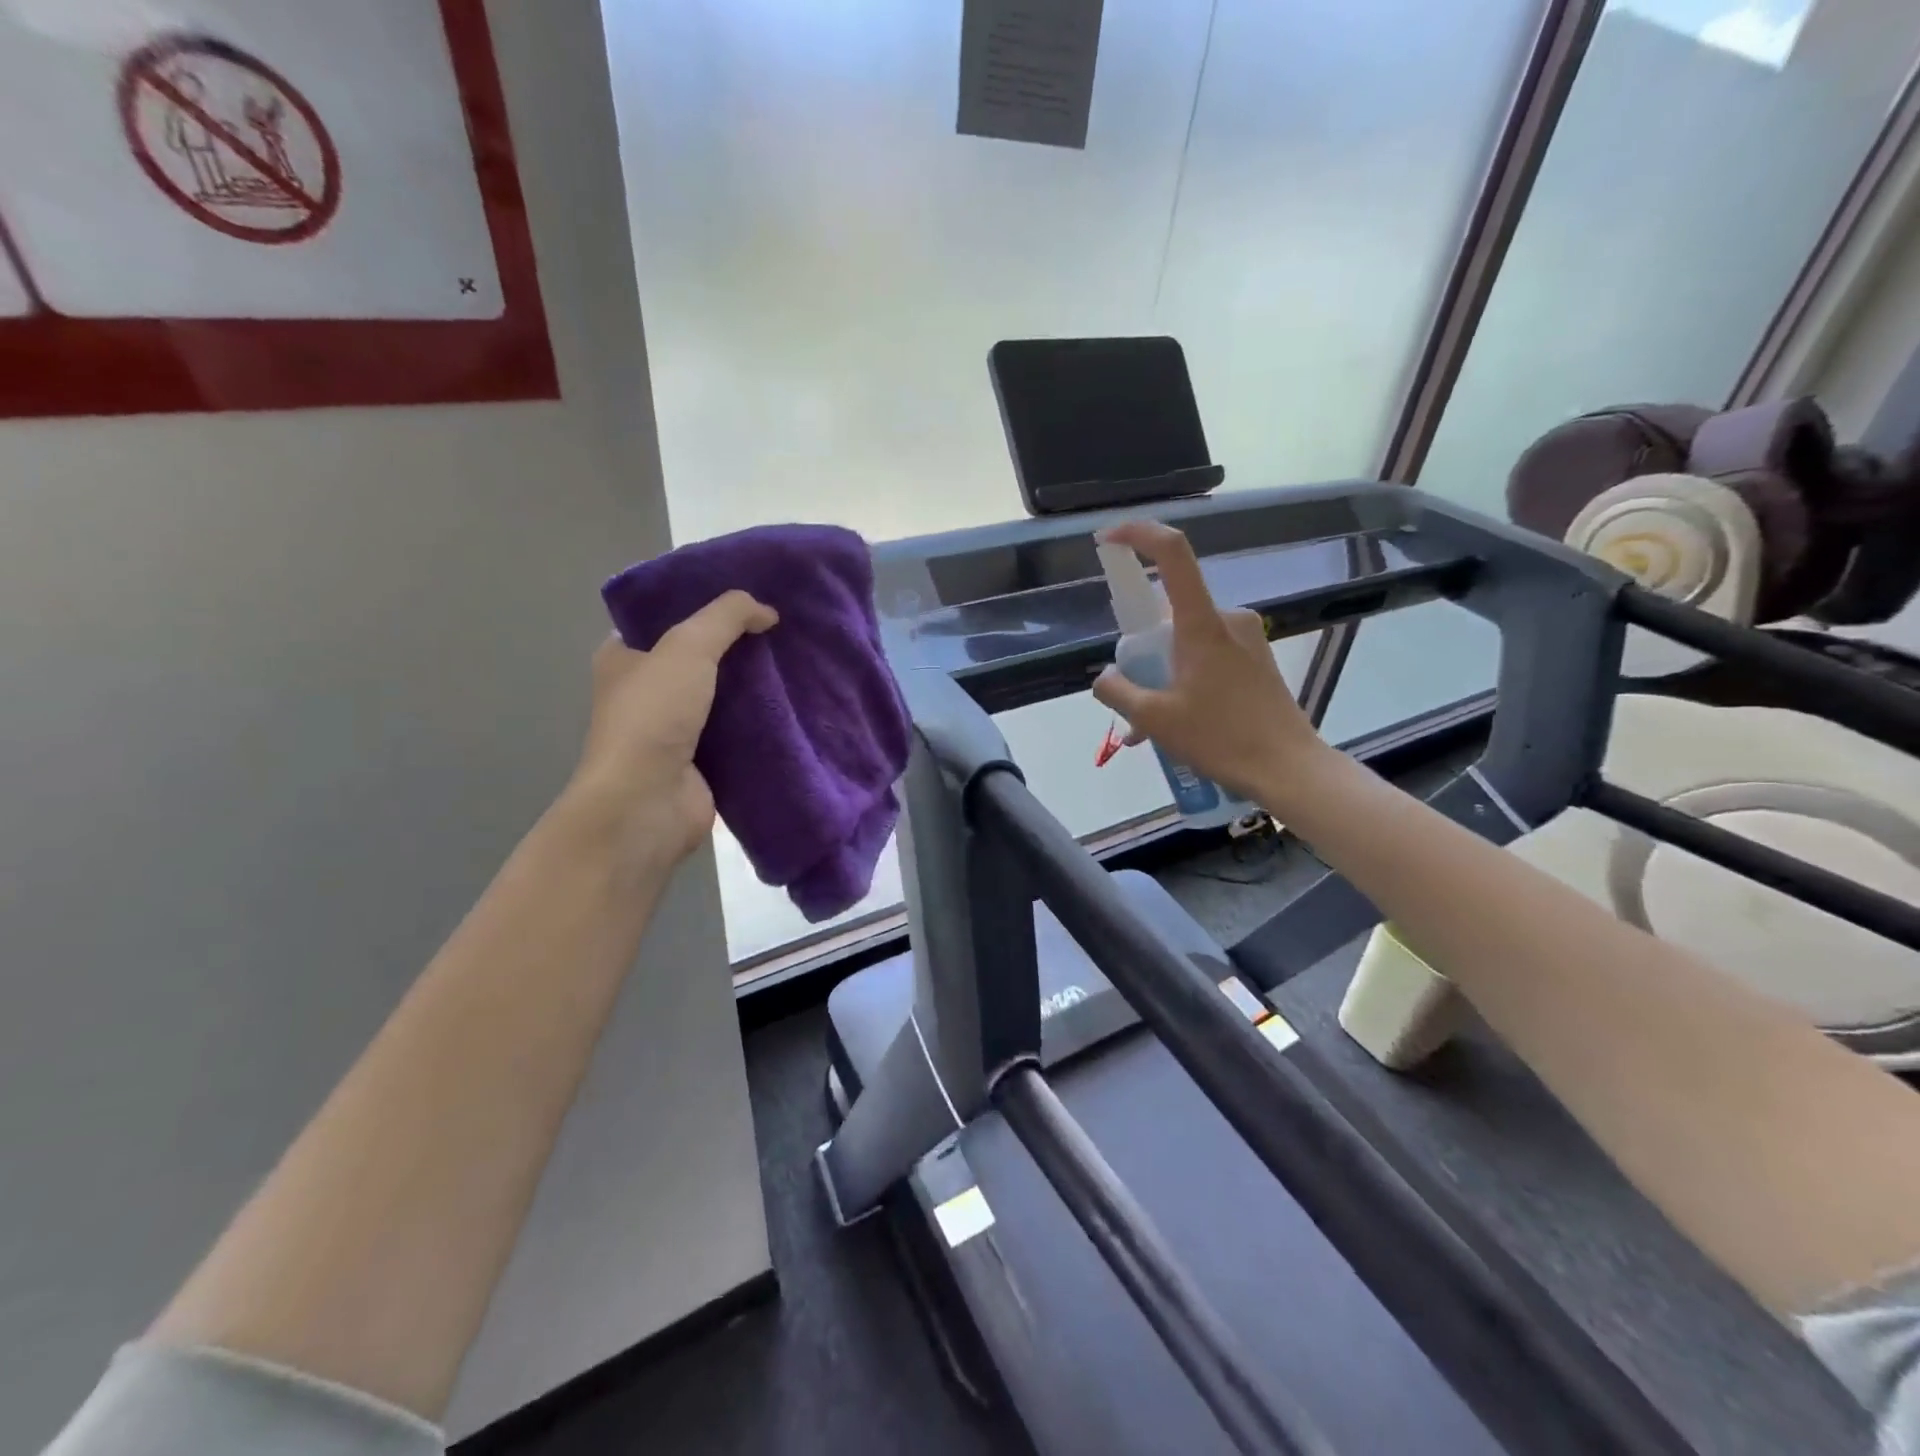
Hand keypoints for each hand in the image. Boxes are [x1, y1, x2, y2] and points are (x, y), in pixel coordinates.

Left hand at [567, 591, 778, 865]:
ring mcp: (676, 729)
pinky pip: (740, 730)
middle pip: (701, 657)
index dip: (703, 604)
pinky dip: (763, 720)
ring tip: (798, 660)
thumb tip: (767, 611)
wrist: (649, 803)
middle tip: (783, 627)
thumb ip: (726, 617)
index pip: (665, 620)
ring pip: (724, 694)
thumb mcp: (687, 647)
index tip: (748, 597)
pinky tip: (796, 703)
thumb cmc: (654, 716)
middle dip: (739, 644)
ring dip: (755, 684)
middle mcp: (648, 692)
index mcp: (625, 659)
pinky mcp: (705, 760)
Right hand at [1091, 521, 1322, 803]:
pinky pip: (1207, 658)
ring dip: (1162, 674)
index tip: (1107, 541)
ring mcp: (1246, 639)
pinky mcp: (1256, 660)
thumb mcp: (1154, 720)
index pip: (1172, 553)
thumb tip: (1105, 677)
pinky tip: (1177, 725)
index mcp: (1202, 624)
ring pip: (1186, 642)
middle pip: (1169, 612)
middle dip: (1142, 648)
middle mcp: (1227, 619)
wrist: (1289, 769)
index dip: (1137, 535)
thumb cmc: (1221, 738)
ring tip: (1150, 727)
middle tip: (1132, 693)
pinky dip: (1184, 682)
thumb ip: (1118, 691)